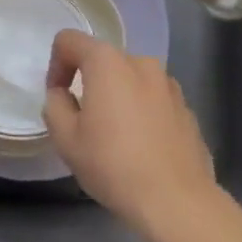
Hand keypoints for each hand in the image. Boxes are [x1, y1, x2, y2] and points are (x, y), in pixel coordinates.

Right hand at [42, 30, 218, 241]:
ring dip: (118, 98)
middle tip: (85, 124)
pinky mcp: (186, 106)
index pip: (69, 40)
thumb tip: (62, 95)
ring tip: (117, 138)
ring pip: (131, 80)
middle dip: (90, 84)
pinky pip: (154, 100)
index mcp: (107, 62)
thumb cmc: (114, 165)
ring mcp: (168, 83)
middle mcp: (140, 62)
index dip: (56, 65)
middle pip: (103, 60)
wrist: (176, 200)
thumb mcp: (66, 140)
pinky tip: (143, 148)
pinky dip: (143, 113)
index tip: (59, 99)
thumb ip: (55, 106)